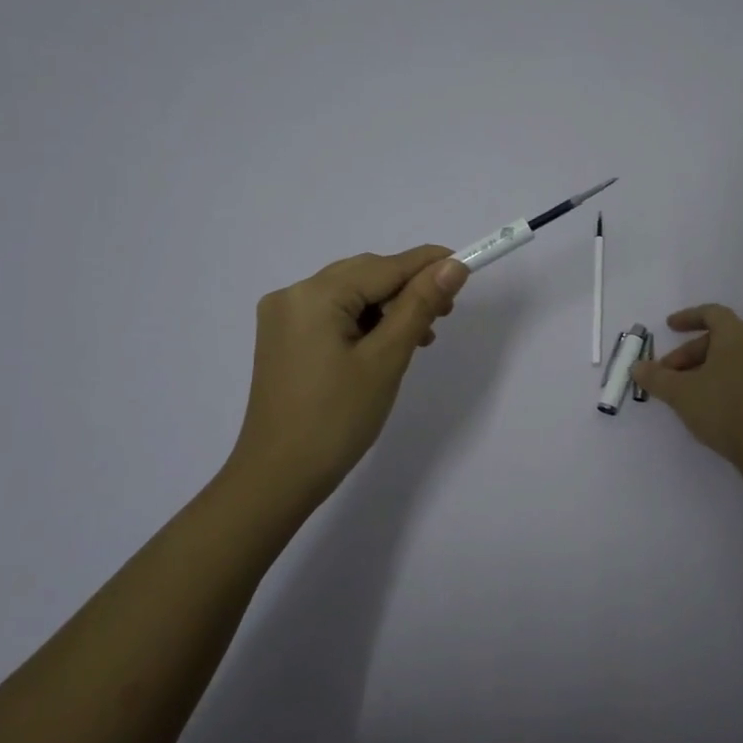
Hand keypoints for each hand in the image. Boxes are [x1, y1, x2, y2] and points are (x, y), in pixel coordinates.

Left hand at [225, 245, 469, 509]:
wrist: (278, 478)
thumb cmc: (336, 420)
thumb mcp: (386, 359)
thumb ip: (419, 306)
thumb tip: (452, 266)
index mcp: (314, 295)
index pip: (383, 266)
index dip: (426, 264)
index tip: (465, 265)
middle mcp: (292, 295)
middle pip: (364, 276)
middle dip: (407, 289)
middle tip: (445, 314)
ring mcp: (283, 318)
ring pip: (350, 296)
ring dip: (388, 308)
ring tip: (420, 337)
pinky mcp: (284, 340)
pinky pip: (333, 315)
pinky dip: (364, 324)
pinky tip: (386, 346)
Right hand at [632, 304, 742, 472]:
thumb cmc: (724, 409)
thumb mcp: (681, 393)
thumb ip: (656, 377)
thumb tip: (637, 367)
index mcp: (738, 335)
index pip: (711, 313)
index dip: (687, 317)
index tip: (669, 328)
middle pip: (719, 338)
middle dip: (689, 353)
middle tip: (667, 374)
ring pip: (732, 357)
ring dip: (704, 367)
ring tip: (684, 392)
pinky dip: (722, 378)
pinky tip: (708, 403)